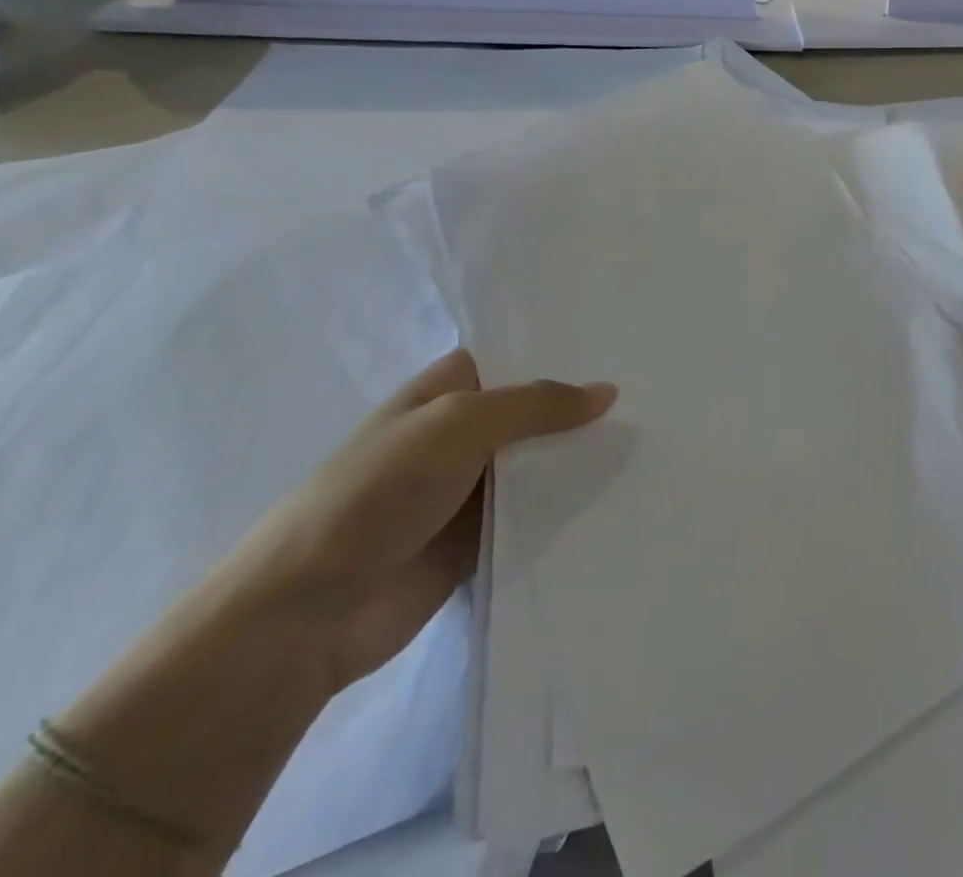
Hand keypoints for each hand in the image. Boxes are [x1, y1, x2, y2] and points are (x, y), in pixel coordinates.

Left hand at [195, 349, 615, 693]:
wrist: (306, 618)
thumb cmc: (375, 495)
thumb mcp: (457, 426)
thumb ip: (536, 405)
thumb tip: (608, 392)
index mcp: (444, 392)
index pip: (514, 356)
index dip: (561, 350)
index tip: (622, 344)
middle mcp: (460, 434)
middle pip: (534, 411)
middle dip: (583, 407)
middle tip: (656, 394)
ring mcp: (470, 490)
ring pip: (540, 463)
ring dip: (581, 458)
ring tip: (655, 440)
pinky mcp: (480, 541)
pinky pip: (536, 515)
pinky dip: (569, 508)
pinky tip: (623, 494)